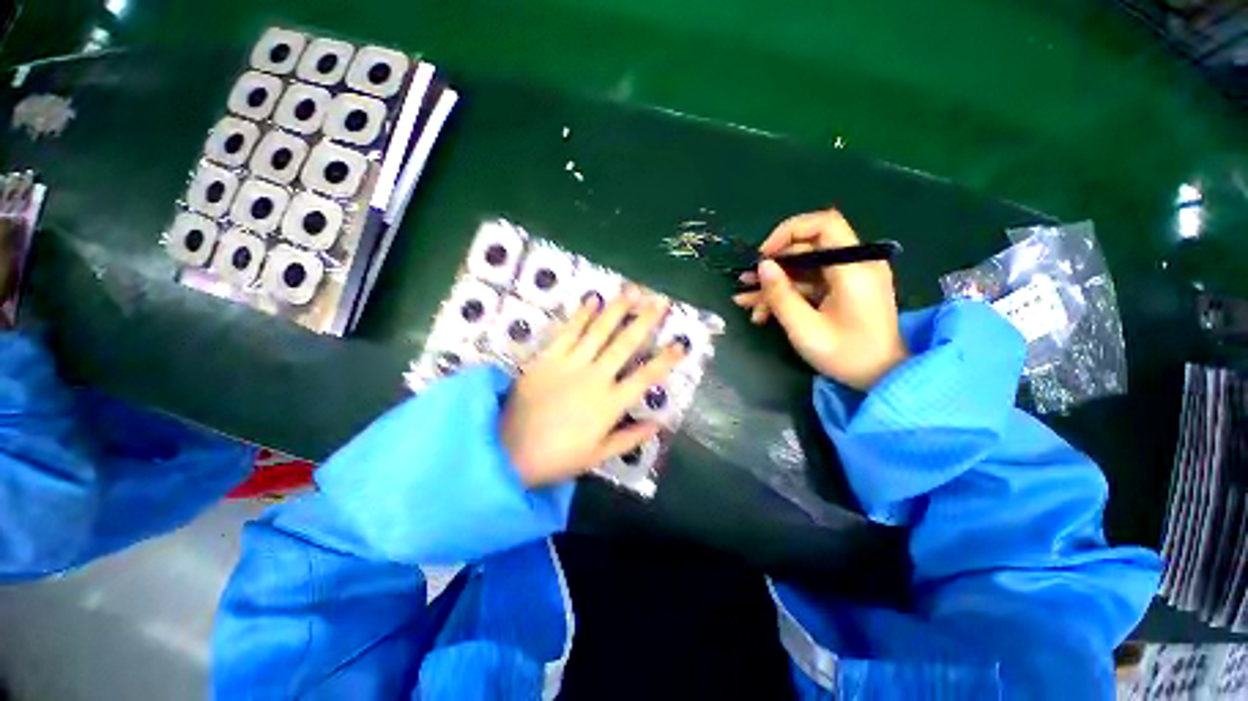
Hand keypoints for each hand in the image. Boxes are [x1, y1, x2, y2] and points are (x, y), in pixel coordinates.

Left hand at [501, 289, 684, 486]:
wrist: (508, 451)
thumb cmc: (557, 457)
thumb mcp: (598, 455)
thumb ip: (630, 438)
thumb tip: (659, 425)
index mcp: (610, 404)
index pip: (645, 377)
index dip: (665, 360)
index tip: (681, 344)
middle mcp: (595, 378)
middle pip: (625, 344)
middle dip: (646, 321)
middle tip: (661, 300)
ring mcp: (570, 364)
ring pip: (599, 331)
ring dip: (617, 309)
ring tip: (633, 290)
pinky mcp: (548, 358)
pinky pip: (568, 332)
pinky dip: (581, 315)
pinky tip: (592, 299)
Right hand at [733, 209, 907, 390]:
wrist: (881, 378)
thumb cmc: (846, 355)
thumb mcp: (805, 328)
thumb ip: (781, 295)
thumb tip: (762, 265)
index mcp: (854, 268)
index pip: (824, 224)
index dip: (789, 232)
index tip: (764, 255)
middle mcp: (856, 264)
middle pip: (808, 248)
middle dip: (773, 265)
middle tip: (746, 281)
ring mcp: (850, 278)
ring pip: (803, 269)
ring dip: (774, 284)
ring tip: (745, 301)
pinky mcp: (843, 290)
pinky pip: (810, 284)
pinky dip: (787, 294)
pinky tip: (762, 312)